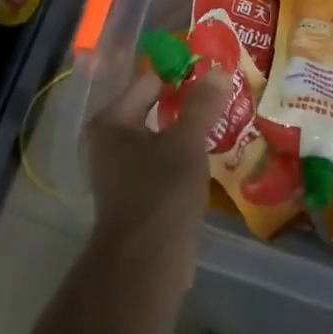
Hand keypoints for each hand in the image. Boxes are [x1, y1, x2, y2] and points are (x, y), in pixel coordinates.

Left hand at [84, 67, 231, 273]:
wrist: (145, 261)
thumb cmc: (160, 191)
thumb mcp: (186, 142)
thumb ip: (202, 105)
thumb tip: (219, 72)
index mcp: (112, 120)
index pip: (150, 81)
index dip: (182, 75)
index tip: (214, 75)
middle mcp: (108, 141)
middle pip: (153, 109)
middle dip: (186, 104)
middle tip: (223, 98)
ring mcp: (119, 171)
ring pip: (160, 138)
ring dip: (186, 133)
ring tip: (223, 125)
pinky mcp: (135, 196)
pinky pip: (161, 164)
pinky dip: (182, 159)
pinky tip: (209, 159)